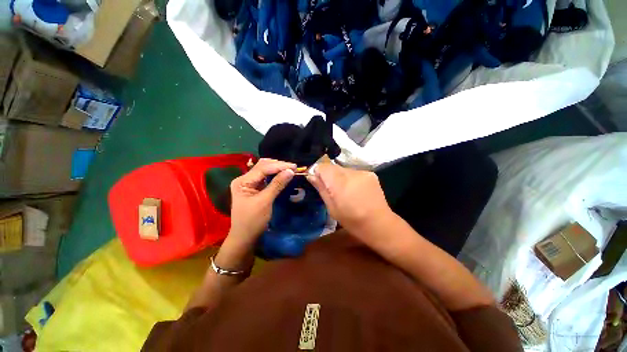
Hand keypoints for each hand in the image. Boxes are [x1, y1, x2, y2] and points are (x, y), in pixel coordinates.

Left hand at [228, 158, 295, 244]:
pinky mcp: (255, 188)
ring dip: (278, 169)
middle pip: (263, 166)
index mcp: (242, 181)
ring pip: (265, 170)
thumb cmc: (252, 221)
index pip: (262, 168)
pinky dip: (276, 175)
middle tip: (294, 168)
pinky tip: (284, 174)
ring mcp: (250, 183)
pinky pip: (266, 178)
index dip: (279, 166)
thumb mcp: (265, 202)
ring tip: (291, 169)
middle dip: (279, 165)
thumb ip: (277, 184)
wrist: (245, 238)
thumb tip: (290, 171)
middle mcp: (245, 179)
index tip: (294, 167)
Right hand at [306, 163, 392, 234]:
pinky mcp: (370, 174)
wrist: (379, 224)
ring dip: (340, 177)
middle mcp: (351, 173)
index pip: (322, 167)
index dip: (318, 173)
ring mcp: (362, 172)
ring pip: (343, 169)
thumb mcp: (332, 207)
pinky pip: (354, 172)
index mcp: (339, 183)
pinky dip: (350, 179)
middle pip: (333, 167)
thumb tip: (311, 176)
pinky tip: (355, 190)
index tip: (318, 182)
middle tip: (332, 190)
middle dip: (329, 176)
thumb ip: (321, 188)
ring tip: (345, 192)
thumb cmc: (352, 220)